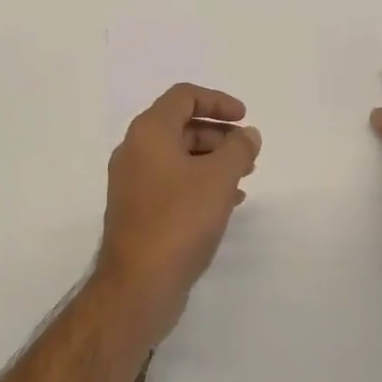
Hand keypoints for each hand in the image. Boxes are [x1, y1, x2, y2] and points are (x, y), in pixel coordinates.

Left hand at [94, 84, 261, 341]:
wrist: (138, 285)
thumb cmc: (179, 220)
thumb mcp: (219, 178)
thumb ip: (238, 148)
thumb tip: (248, 134)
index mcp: (149, 132)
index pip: (183, 96)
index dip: (217, 101)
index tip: (244, 118)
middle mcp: (135, 150)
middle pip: (180, 125)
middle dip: (218, 134)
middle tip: (248, 150)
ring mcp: (133, 182)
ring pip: (178, 156)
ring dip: (212, 160)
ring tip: (245, 175)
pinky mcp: (137, 210)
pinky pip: (172, 182)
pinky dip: (199, 182)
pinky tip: (228, 201)